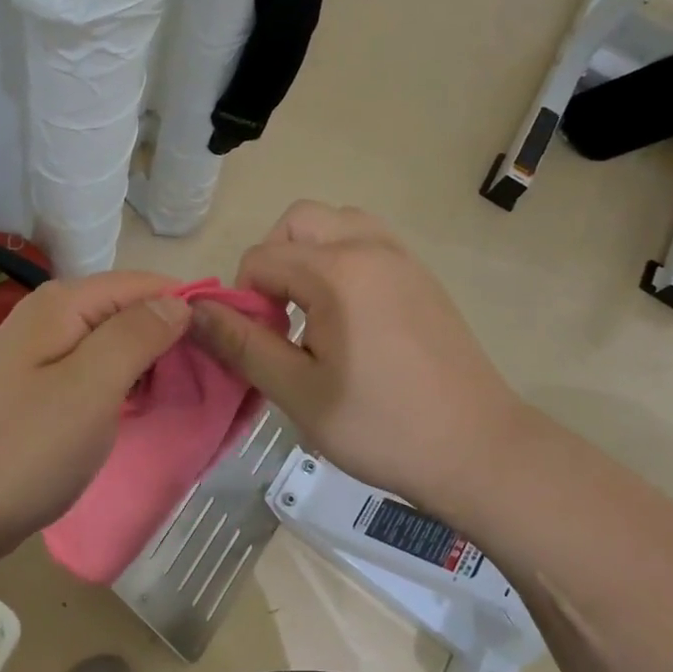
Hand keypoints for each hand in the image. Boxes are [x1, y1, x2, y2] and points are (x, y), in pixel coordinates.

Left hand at [0, 272, 190, 556]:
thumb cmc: (26, 448)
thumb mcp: (91, 386)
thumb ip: (137, 335)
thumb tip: (179, 302)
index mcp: (64, 303)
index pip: (144, 284)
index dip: (190, 306)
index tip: (231, 341)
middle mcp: (51, 316)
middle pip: (129, 310)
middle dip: (173, 337)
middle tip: (216, 378)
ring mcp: (41, 352)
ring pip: (115, 343)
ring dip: (152, 363)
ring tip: (190, 393)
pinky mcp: (39, 388)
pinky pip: (96, 371)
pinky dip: (126, 384)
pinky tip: (145, 406)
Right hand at [190, 202, 534, 506]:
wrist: (478, 451)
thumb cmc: (381, 427)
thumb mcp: (298, 392)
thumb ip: (242, 344)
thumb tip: (194, 311)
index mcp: (338, 272)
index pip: (261, 258)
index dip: (244, 299)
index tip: (260, 344)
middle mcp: (371, 247)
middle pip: (299, 220)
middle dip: (273, 258)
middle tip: (278, 314)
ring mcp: (403, 257)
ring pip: (337, 222)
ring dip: (309, 251)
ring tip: (310, 307)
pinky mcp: (422, 275)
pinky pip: (368, 240)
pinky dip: (342, 257)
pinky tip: (347, 313)